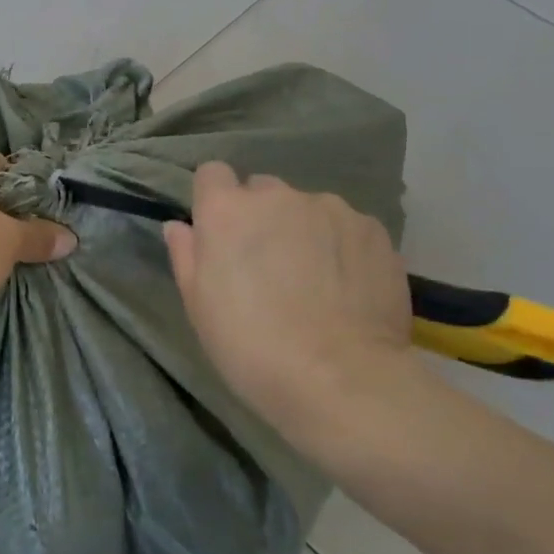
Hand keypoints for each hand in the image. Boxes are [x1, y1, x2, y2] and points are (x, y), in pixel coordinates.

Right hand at [164, 162, 416, 433]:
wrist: (341, 379)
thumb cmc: (251, 345)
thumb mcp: (198, 306)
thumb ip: (186, 255)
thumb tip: (180, 226)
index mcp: (227, 211)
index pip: (212, 174)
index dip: (214, 201)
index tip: (221, 236)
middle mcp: (278, 196)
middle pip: (262, 190)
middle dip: (261, 218)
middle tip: (267, 266)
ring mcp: (331, 209)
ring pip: (308, 209)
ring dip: (304, 231)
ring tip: (315, 282)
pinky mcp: (373, 230)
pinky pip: (347, 228)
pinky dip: (342, 247)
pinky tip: (347, 288)